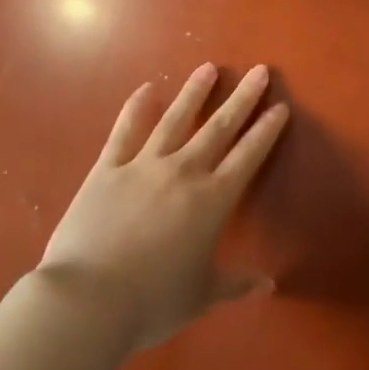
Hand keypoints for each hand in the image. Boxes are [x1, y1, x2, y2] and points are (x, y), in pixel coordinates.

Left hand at [37, 63, 288, 351]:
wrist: (88, 299)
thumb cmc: (152, 301)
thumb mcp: (201, 296)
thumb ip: (235, 284)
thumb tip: (268, 284)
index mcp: (212, 200)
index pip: (248, 156)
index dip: (266, 130)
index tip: (280, 106)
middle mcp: (183, 172)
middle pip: (218, 128)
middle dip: (242, 99)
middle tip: (259, 71)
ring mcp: (143, 165)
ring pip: (175, 119)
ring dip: (194, 92)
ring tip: (208, 68)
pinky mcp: (108, 168)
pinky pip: (125, 131)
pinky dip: (136, 107)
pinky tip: (147, 88)